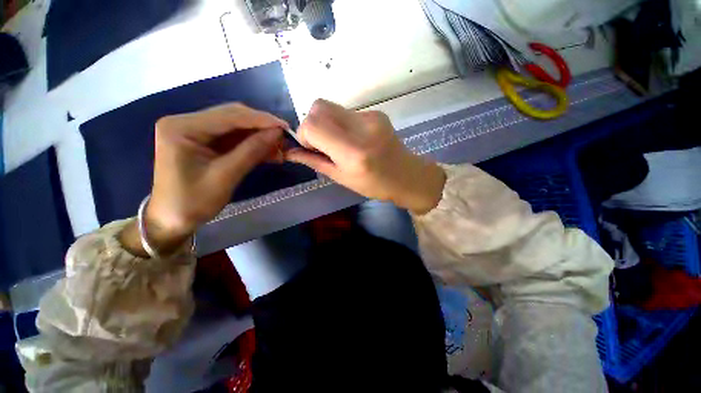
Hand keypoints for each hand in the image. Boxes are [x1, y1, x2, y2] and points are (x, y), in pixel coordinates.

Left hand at [120, 103, 286, 256]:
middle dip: (261, 127)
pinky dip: (252, 145)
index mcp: (182, 127)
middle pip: (232, 117)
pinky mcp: (204, 141)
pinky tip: (268, 152)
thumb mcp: (226, 176)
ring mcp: (195, 131)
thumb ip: (252, 151)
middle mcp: (186, 122)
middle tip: (284, 139)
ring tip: (280, 148)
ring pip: (236, 127)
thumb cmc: (193, 202)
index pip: (229, 116)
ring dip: (259, 137)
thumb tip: (277, 133)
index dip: (261, 120)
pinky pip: (233, 138)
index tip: (285, 127)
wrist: (172, 220)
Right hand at [285, 99, 445, 213]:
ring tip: (339, 142)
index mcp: (352, 151)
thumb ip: (314, 161)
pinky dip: (341, 123)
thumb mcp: (341, 178)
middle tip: (322, 143)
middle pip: (318, 106)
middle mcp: (361, 128)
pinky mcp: (376, 112)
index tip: (311, 148)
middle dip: (312, 124)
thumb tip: (290, 152)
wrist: (407, 176)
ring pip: (331, 106)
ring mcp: (371, 117)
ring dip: (327, 123)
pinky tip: (353, 138)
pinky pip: (346, 111)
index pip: (312, 125)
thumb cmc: (373, 185)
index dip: (304, 135)